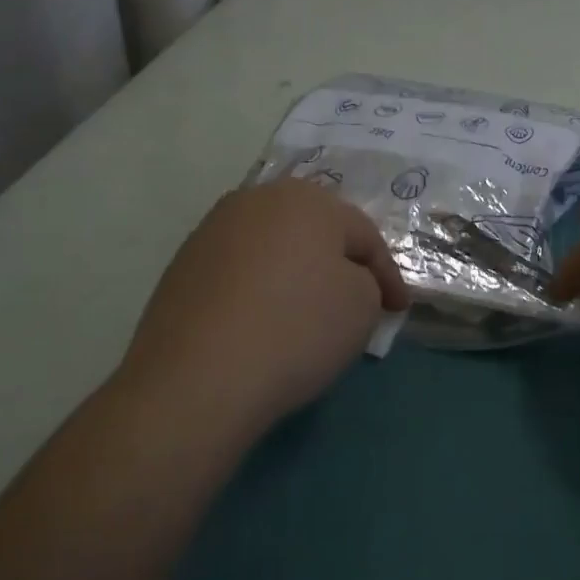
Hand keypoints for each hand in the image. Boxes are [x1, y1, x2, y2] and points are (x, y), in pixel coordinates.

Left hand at [117, 179, 408, 446]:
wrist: (195, 380)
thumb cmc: (295, 330)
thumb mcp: (362, 306)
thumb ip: (366, 282)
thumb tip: (344, 282)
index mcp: (306, 199)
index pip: (362, 234)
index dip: (387, 274)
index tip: (397, 310)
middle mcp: (257, 200)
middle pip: (314, 231)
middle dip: (339, 262)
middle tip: (358, 299)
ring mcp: (213, 230)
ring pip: (273, 247)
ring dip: (296, 272)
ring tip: (308, 311)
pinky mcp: (182, 266)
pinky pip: (239, 270)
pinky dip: (259, 289)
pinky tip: (263, 322)